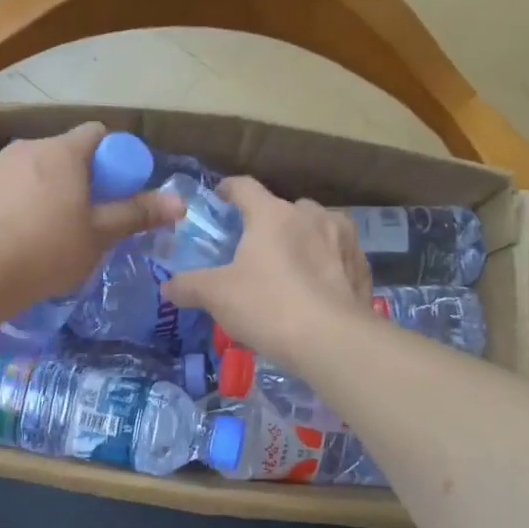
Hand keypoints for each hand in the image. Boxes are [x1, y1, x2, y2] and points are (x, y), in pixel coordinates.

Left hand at [0, 123, 181, 310]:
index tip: (116, 191)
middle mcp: (29, 146)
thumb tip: (180, 202)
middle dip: (81, 177)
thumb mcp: (100, 235)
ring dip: (49, 188)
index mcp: (63, 151)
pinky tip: (20, 234)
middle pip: (65, 152)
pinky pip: (10, 185)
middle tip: (88, 217)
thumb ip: (137, 214)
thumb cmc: (48, 249)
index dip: (113, 158)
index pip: (97, 134)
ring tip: (51, 229)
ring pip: (35, 168)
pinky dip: (21, 200)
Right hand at [163, 177, 372, 368]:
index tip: (219, 200)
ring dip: (301, 241)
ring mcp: (342, 239)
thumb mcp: (216, 297)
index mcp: (272, 214)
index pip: (244, 186)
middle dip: (268, 223)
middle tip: (254, 250)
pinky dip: (325, 265)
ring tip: (289, 270)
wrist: (333, 341)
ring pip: (316, 229)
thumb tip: (167, 286)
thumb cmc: (268, 306)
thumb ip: (189, 286)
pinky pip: (337, 256)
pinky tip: (316, 290)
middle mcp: (310, 215)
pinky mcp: (361, 266)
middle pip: (283, 208)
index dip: (227, 190)